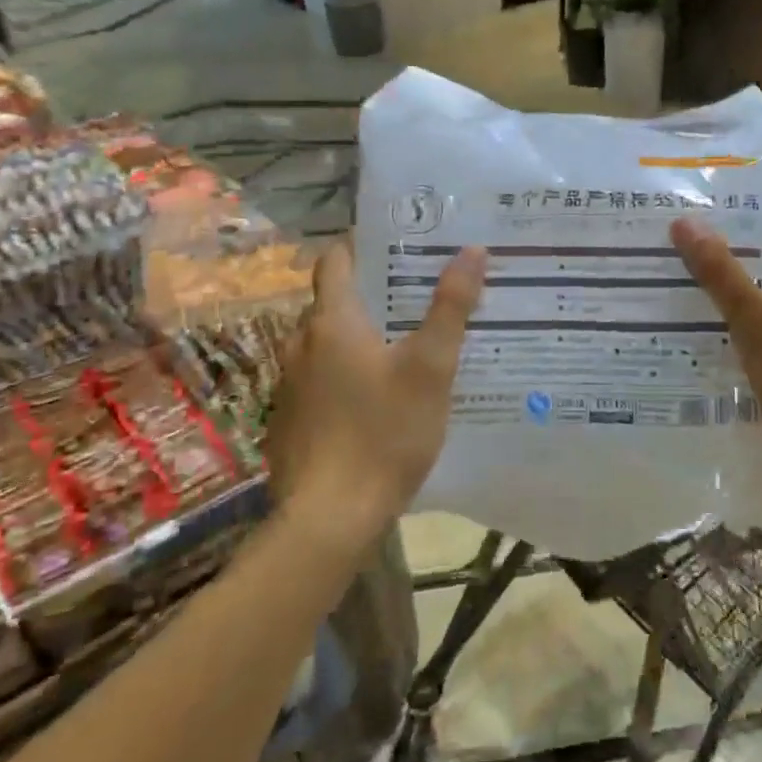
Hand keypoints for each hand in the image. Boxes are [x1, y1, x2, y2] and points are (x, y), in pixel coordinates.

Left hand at [265, 238, 485, 536]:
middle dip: (371, 293)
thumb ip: (451, 307)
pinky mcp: (290, 420)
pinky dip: (345, 373)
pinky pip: (319, 379)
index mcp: (332, 323)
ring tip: (403, 344)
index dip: (361, 245)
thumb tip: (472, 250)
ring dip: (358, 336)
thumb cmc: (385, 432)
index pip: (336, 261)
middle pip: (333, 303)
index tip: (397, 243)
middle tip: (416, 294)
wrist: (330, 518)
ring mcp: (289, 385)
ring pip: (325, 344)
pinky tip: (376, 398)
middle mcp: (301, 345)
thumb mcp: (431, 367)